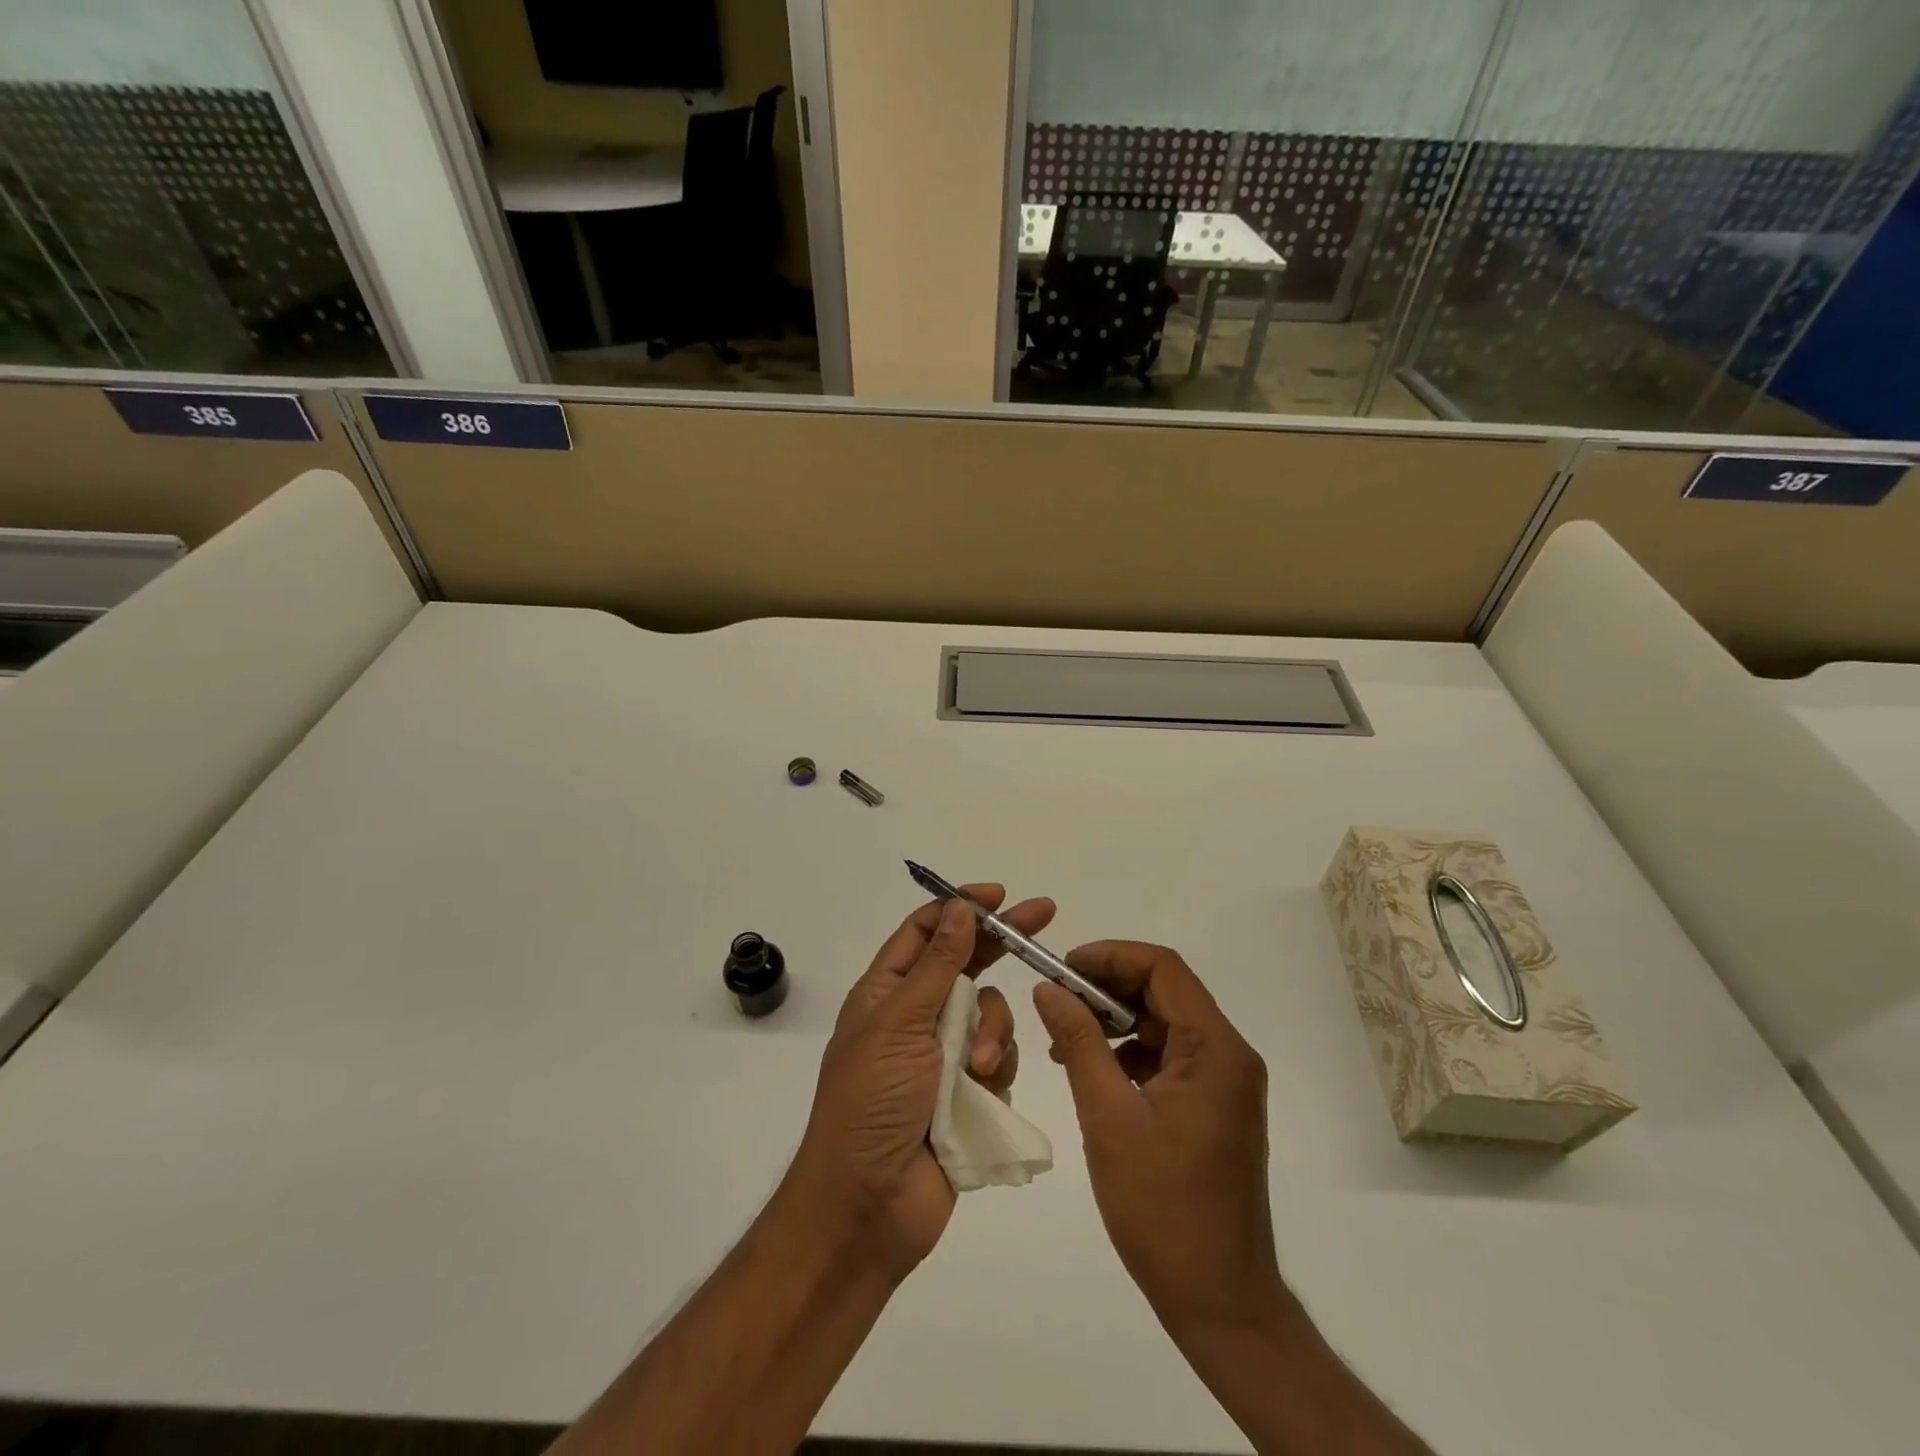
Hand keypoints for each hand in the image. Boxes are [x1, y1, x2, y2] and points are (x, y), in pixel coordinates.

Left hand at [793, 886, 1054, 1279]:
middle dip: (1002, 941)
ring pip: (990, 1013)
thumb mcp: (900, 1025)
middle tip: (1044, 913)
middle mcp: (916, 1016)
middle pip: (966, 963)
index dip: (959, 907)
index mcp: (887, 992)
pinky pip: (999, 1059)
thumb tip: (958, 907)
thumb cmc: (871, 1103)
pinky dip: (997, 1067)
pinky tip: (986, 1090)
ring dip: (993, 1031)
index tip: (998, 895)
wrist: (868, 1207)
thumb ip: (937, 966)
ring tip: (979, 1067)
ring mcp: (944, 1056)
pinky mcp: (968, 1093)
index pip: (925, 931)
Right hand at [1032, 941, 1284, 1337]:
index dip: (1110, 956)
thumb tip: (1049, 989)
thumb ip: (1079, 1042)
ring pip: (1165, 1024)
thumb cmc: (1161, 1207)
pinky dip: (1131, 1054)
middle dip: (1108, 988)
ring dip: (1116, 1022)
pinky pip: (1170, 1057)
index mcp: (1216, 1049)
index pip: (1163, 969)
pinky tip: (1094, 1072)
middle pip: (1165, 992)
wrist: (1220, 1302)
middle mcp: (1230, 1055)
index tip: (1063, 967)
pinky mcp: (1215, 1107)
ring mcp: (1225, 1083)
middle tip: (1056, 999)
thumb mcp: (1108, 1116)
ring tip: (1066, 1039)